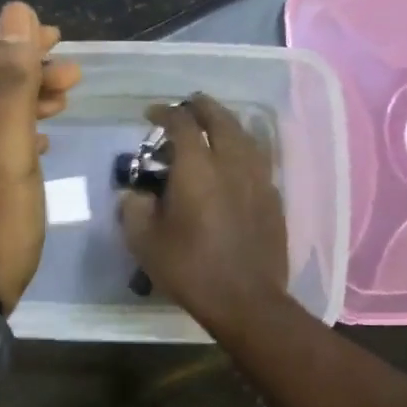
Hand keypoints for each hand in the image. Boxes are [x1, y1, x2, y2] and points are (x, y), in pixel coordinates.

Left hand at [0, 2, 81, 309]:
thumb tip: (14, 11)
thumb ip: (13, 83)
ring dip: (24, 101)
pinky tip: (38, 144)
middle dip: (27, 70)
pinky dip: (14, 133)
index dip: (18, 40)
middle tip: (72, 78)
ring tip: (62, 103)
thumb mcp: (8, 149)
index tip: (60, 42)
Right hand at [119, 94, 288, 329]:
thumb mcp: (143, 241)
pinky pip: (257, 158)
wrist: (246, 300)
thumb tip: (136, 194)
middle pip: (220, 119)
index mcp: (197, 168)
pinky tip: (234, 160)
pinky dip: (242, 148)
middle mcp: (231, 163)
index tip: (150, 114)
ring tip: (212, 126)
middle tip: (186, 106)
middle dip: (200, 106)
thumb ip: (133, 208)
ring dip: (225, 123)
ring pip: (244, 135)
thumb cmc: (189, 268)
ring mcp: (258, 178)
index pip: (181, 123)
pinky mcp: (273, 197)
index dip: (164, 112)